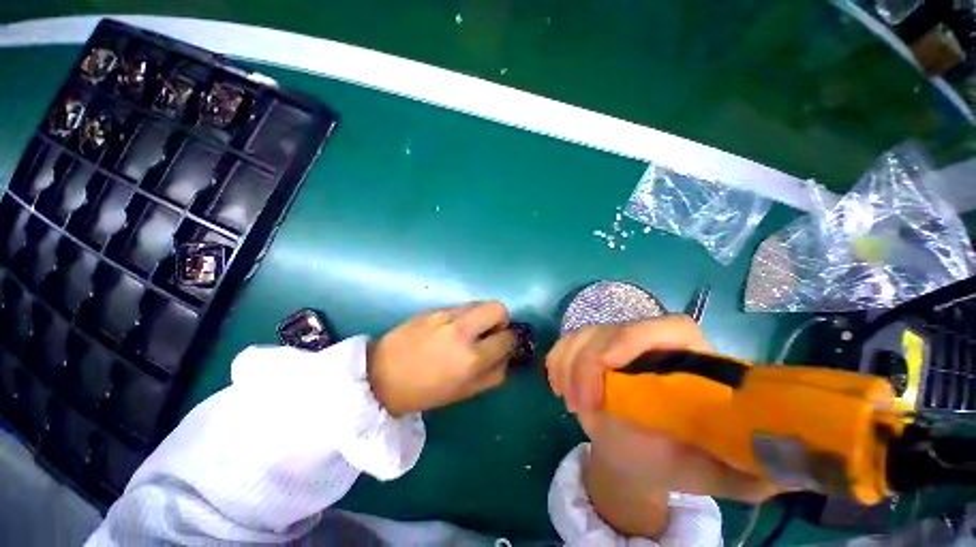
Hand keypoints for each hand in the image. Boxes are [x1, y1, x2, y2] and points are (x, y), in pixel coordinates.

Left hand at [369, 301, 515, 415]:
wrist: (381, 376)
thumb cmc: (424, 392)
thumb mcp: (464, 392)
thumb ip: (492, 375)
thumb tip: (506, 357)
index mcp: (472, 358)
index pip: (507, 338)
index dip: (509, 341)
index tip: (503, 345)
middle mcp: (462, 330)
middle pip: (498, 308)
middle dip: (501, 320)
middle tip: (490, 333)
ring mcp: (446, 315)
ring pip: (479, 304)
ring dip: (481, 316)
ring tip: (470, 331)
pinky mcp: (434, 309)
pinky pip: (460, 307)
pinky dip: (464, 315)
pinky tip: (451, 329)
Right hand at [547, 317, 774, 516]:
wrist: (637, 455)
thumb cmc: (678, 460)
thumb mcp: (719, 472)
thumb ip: (753, 468)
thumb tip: (787, 466)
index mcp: (689, 360)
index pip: (669, 327)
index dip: (635, 337)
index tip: (610, 366)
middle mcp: (649, 344)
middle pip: (612, 330)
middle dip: (588, 364)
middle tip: (581, 407)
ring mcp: (614, 343)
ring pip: (582, 335)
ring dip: (569, 366)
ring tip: (571, 404)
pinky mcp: (588, 349)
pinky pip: (565, 343)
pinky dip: (556, 361)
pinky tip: (557, 386)